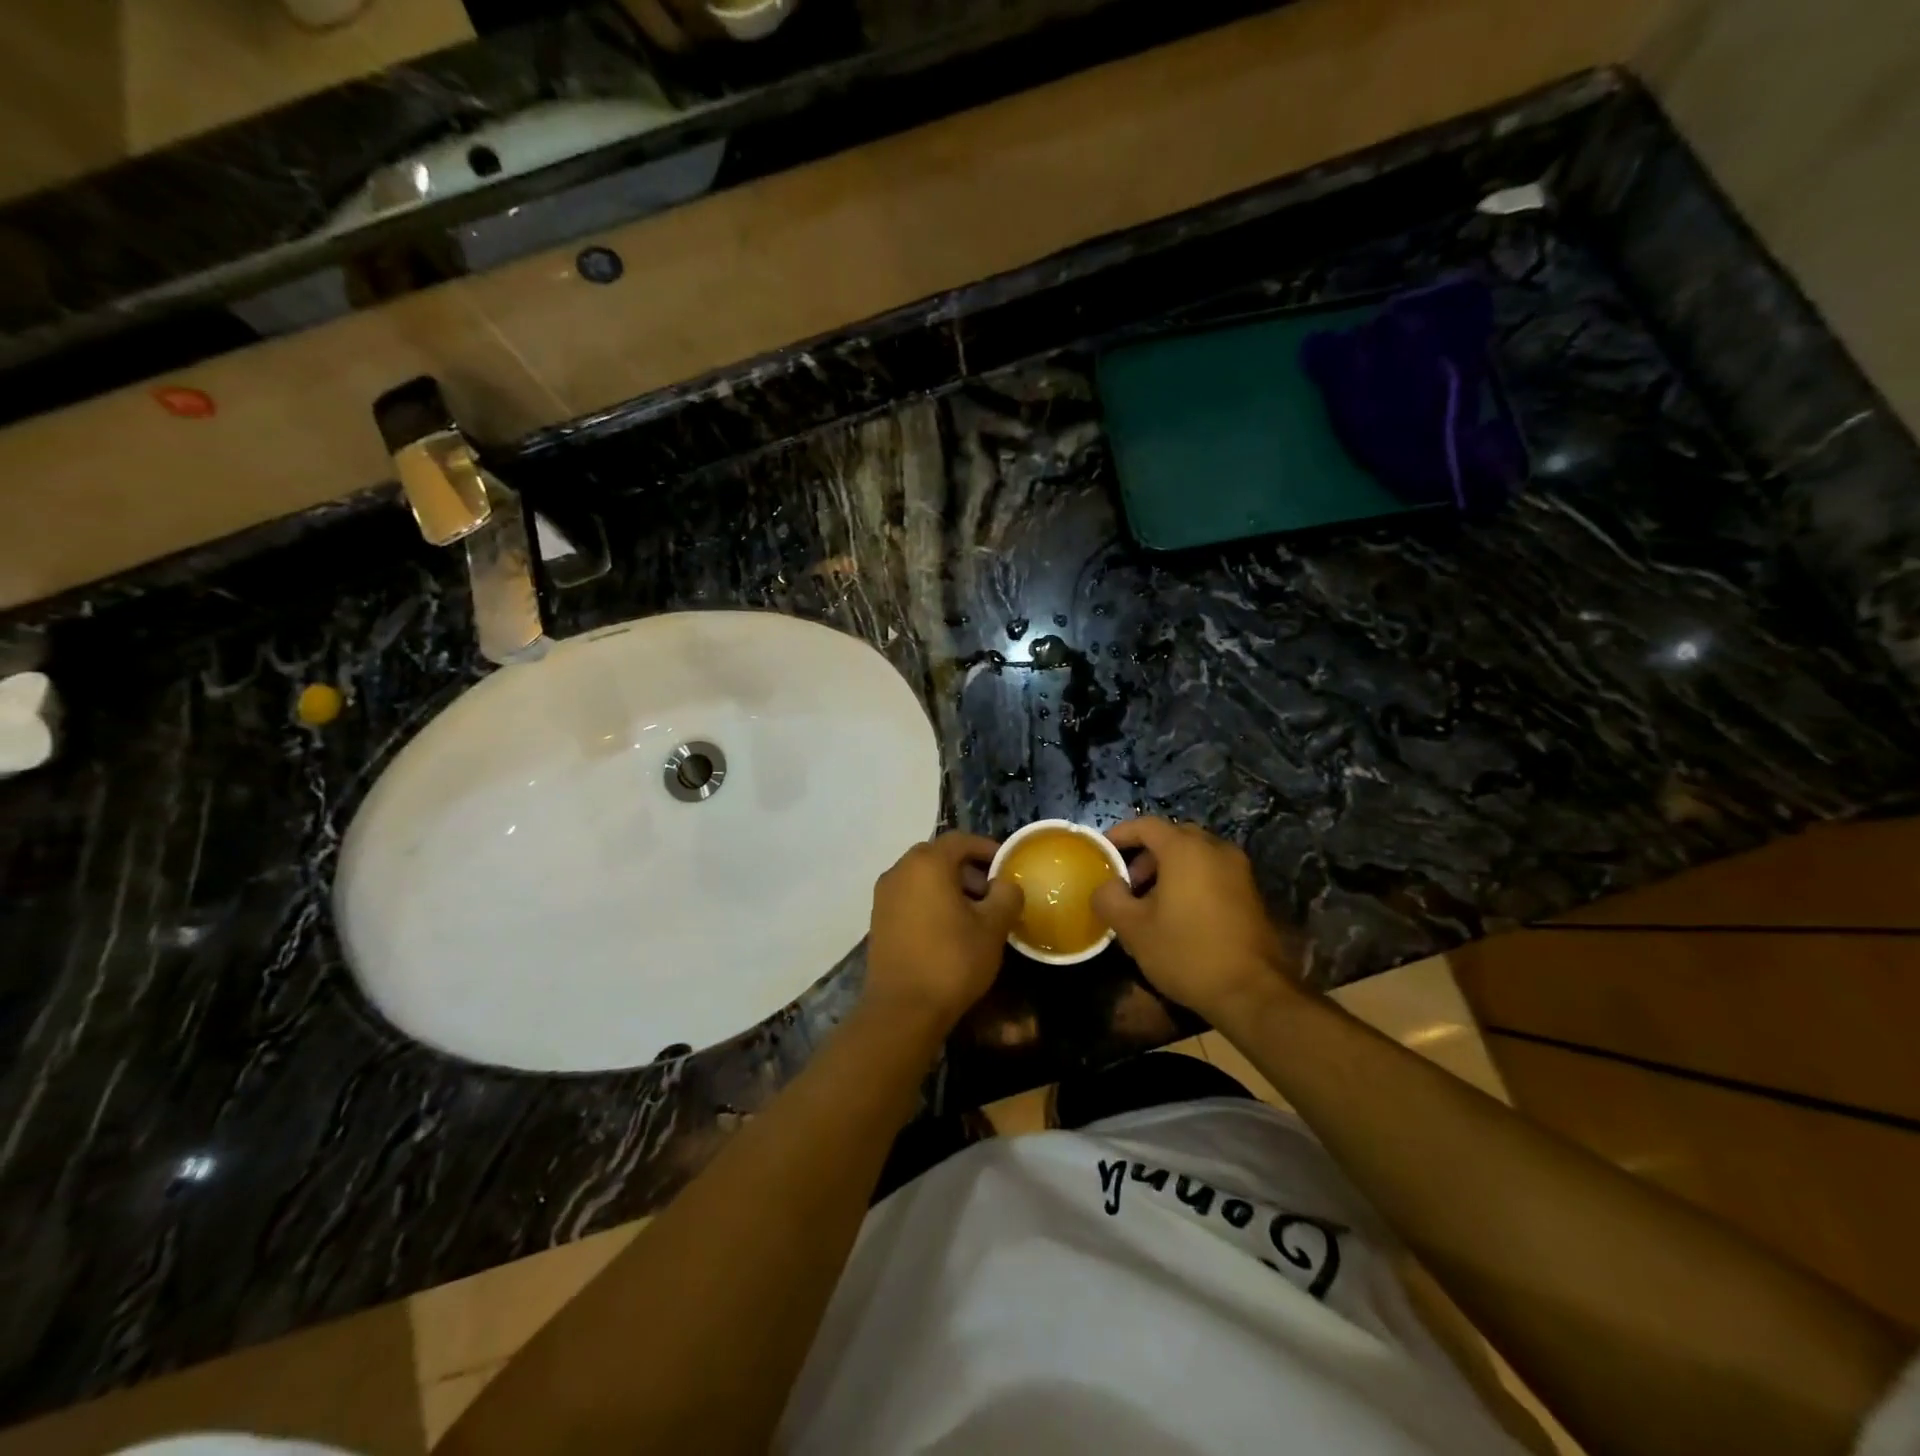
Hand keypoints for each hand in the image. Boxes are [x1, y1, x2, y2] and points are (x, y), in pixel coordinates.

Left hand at [864, 833, 1021, 1032]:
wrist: (902, 1009)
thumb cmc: (952, 961)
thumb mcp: (992, 928)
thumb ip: (1006, 896)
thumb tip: (1006, 884)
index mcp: (927, 863)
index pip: (960, 840)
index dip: (987, 848)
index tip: (1007, 865)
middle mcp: (900, 871)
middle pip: (939, 856)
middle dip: (968, 868)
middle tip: (992, 892)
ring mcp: (884, 895)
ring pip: (922, 877)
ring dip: (949, 886)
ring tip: (974, 914)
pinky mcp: (878, 919)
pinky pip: (909, 896)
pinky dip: (930, 901)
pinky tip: (948, 929)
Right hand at [1091, 817, 1300, 1024]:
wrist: (1252, 993)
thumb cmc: (1187, 953)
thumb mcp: (1134, 929)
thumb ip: (1110, 898)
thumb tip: (1106, 886)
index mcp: (1185, 850)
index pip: (1146, 825)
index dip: (1120, 835)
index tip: (1102, 853)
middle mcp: (1215, 849)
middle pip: (1173, 836)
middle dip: (1145, 854)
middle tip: (1128, 883)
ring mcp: (1238, 870)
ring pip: (1195, 855)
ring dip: (1169, 869)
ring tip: (1150, 903)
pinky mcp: (1250, 892)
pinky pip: (1212, 872)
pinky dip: (1191, 880)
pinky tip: (1179, 914)